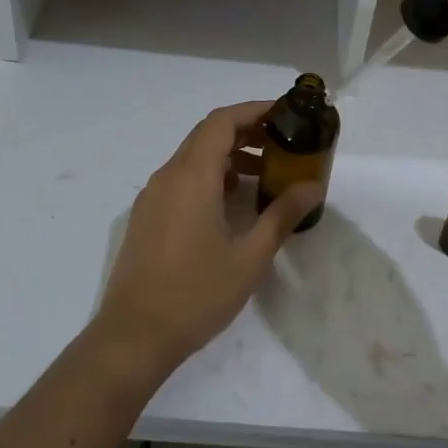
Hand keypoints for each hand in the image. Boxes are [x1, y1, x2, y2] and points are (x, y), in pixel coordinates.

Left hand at [90, 101, 323, 384]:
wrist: (134, 336)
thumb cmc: (196, 294)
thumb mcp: (250, 256)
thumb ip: (283, 214)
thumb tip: (314, 186)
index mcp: (192, 176)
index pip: (222, 121)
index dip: (255, 110)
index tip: (286, 114)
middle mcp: (168, 176)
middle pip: (208, 134)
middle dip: (247, 131)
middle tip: (284, 142)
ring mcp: (153, 196)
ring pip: (194, 157)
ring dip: (229, 155)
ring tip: (266, 173)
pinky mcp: (147, 216)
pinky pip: (182, 179)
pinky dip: (211, 176)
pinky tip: (233, 202)